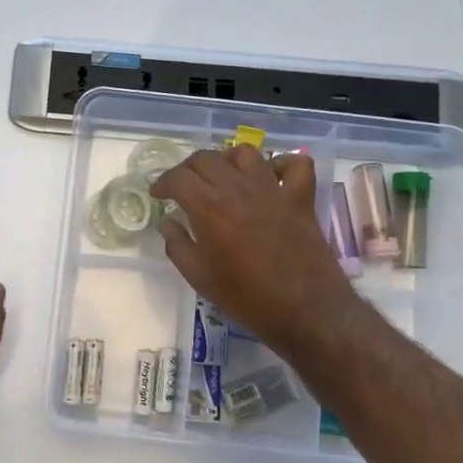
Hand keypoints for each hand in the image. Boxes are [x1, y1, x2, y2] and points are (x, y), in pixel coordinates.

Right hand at [150, 147, 351, 350]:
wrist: (304, 310)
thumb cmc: (245, 297)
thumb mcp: (199, 278)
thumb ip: (177, 245)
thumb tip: (168, 223)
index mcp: (209, 207)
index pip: (179, 177)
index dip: (163, 182)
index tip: (158, 195)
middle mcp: (238, 188)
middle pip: (207, 158)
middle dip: (188, 168)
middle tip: (183, 186)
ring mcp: (273, 189)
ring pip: (245, 153)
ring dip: (226, 159)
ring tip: (221, 176)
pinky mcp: (300, 198)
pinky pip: (295, 165)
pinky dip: (281, 164)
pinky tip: (270, 178)